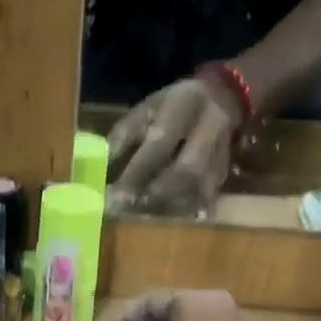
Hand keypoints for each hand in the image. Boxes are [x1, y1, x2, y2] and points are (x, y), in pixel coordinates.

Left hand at [106, 77, 241, 216]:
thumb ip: (122, 137)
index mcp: (183, 108)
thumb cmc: (172, 107)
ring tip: (142, 219)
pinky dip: (184, 214)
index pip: (160, 145)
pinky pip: (206, 200)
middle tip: (129, 211)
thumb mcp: (144, 111)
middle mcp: (209, 130)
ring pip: (198, 189)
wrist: (223, 97)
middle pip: (187, 171)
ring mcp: (222, 154)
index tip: (114, 196)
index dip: (137, 173)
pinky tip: (165, 223)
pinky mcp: (225, 175)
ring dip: (169, 207)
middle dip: (156, 194)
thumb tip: (96, 167)